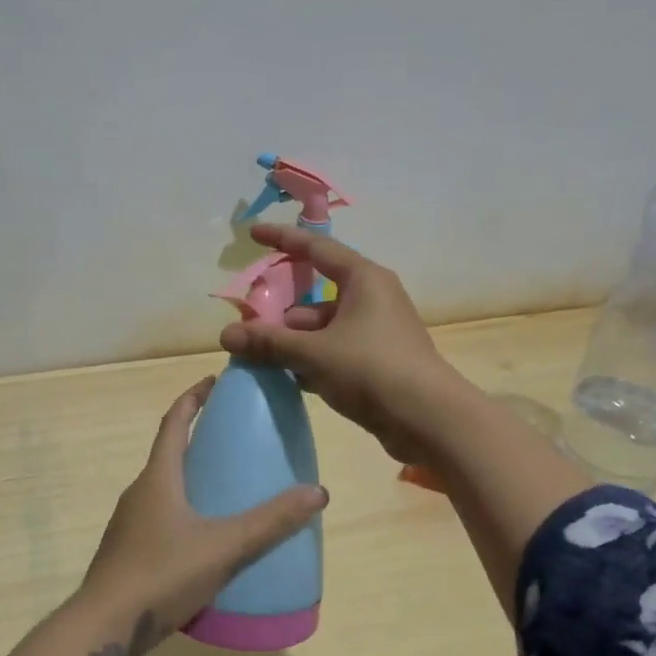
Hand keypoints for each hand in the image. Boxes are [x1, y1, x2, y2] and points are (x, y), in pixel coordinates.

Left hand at [70, 376, 327, 655]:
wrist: (103, 629)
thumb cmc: (162, 574)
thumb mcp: (224, 546)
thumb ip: (271, 521)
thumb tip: (318, 492)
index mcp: (158, 478)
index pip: (174, 422)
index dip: (193, 397)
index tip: (214, 381)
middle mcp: (139, 493)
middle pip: (169, 453)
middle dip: (198, 438)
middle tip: (234, 437)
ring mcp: (130, 525)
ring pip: (164, 487)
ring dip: (190, 477)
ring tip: (226, 485)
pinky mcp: (128, 552)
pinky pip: (160, 516)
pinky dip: (184, 510)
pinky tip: (205, 537)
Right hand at [219, 223, 469, 462]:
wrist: (429, 420)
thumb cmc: (372, 370)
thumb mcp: (313, 353)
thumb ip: (268, 343)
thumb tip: (226, 335)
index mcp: (363, 279)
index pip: (316, 248)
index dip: (283, 239)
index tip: (253, 235)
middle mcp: (374, 298)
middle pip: (317, 295)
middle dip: (282, 312)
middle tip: (249, 326)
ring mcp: (379, 331)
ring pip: (326, 327)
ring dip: (296, 341)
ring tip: (262, 359)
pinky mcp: (381, 361)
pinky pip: (337, 350)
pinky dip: (314, 359)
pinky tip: (290, 378)